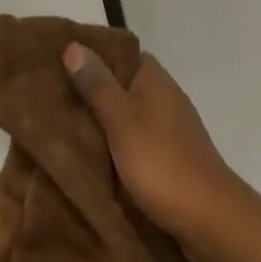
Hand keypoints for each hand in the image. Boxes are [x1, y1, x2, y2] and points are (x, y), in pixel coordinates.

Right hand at [63, 44, 237, 239]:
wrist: (208, 216)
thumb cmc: (161, 161)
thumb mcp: (121, 119)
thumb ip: (97, 84)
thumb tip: (74, 44)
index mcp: (155, 79)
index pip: (120, 53)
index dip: (92, 55)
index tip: (59, 63)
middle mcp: (165, 96)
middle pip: (121, 84)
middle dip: (91, 90)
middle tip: (52, 98)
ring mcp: (169, 127)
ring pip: (126, 113)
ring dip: (101, 120)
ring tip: (63, 126)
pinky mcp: (168, 155)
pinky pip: (134, 138)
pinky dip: (114, 143)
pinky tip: (92, 154)